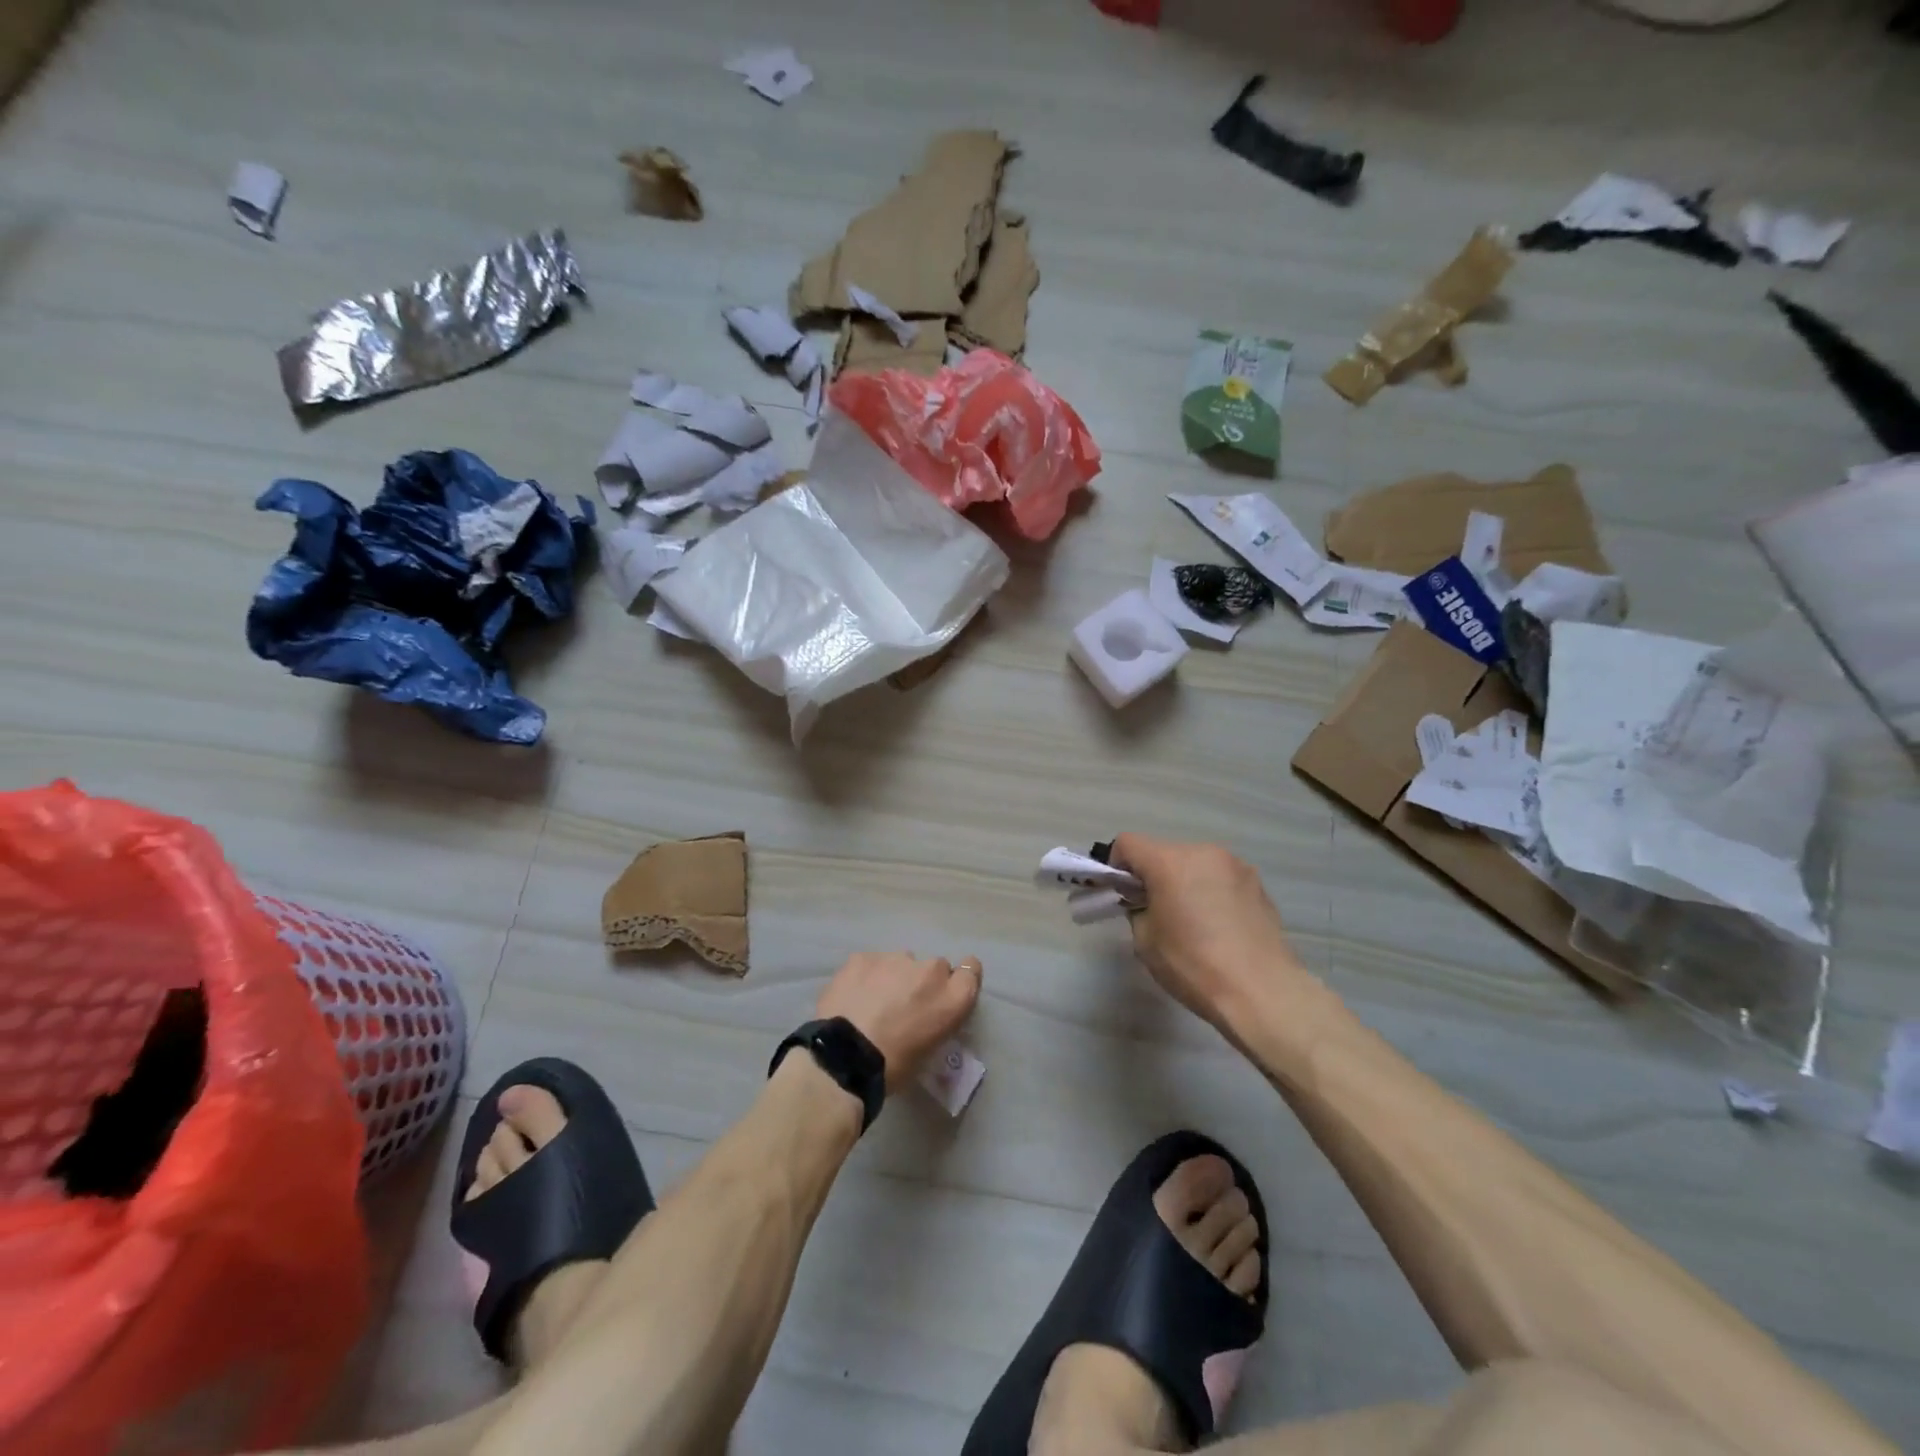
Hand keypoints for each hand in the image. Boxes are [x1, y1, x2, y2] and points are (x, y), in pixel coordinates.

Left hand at [817, 952, 981, 1093]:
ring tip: (872, 1002)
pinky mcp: (865, 956)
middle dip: (922, 982)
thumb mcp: (929, 1052)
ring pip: (901, 963)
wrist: (844, 1057)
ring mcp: (897, 959)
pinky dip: (866, 976)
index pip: (971, 970)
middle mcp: (931, 971)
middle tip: (904, 1006)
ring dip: (894, 977)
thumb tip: (926, 1017)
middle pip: (934, 967)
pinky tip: (853, 996)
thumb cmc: (893, 1067)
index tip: (947, 991)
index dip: (959, 978)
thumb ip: (936, 1023)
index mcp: (953, 999)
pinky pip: (872, 963)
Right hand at [1110, 833, 1300, 1032]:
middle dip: (1153, 875)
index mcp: (1170, 861)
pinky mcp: (1258, 885)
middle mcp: (1204, 853)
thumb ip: (1138, 910)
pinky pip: (1221, 880)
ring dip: (1184, 882)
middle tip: (1155, 912)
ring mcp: (1236, 866)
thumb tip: (1147, 903)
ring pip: (1195, 865)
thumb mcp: (1146, 941)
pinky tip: (1219, 928)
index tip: (1121, 894)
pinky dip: (1211, 893)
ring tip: (1192, 922)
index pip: (1128, 843)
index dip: (1116, 865)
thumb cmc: (1194, 965)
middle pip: (1164, 853)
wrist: (1263, 992)